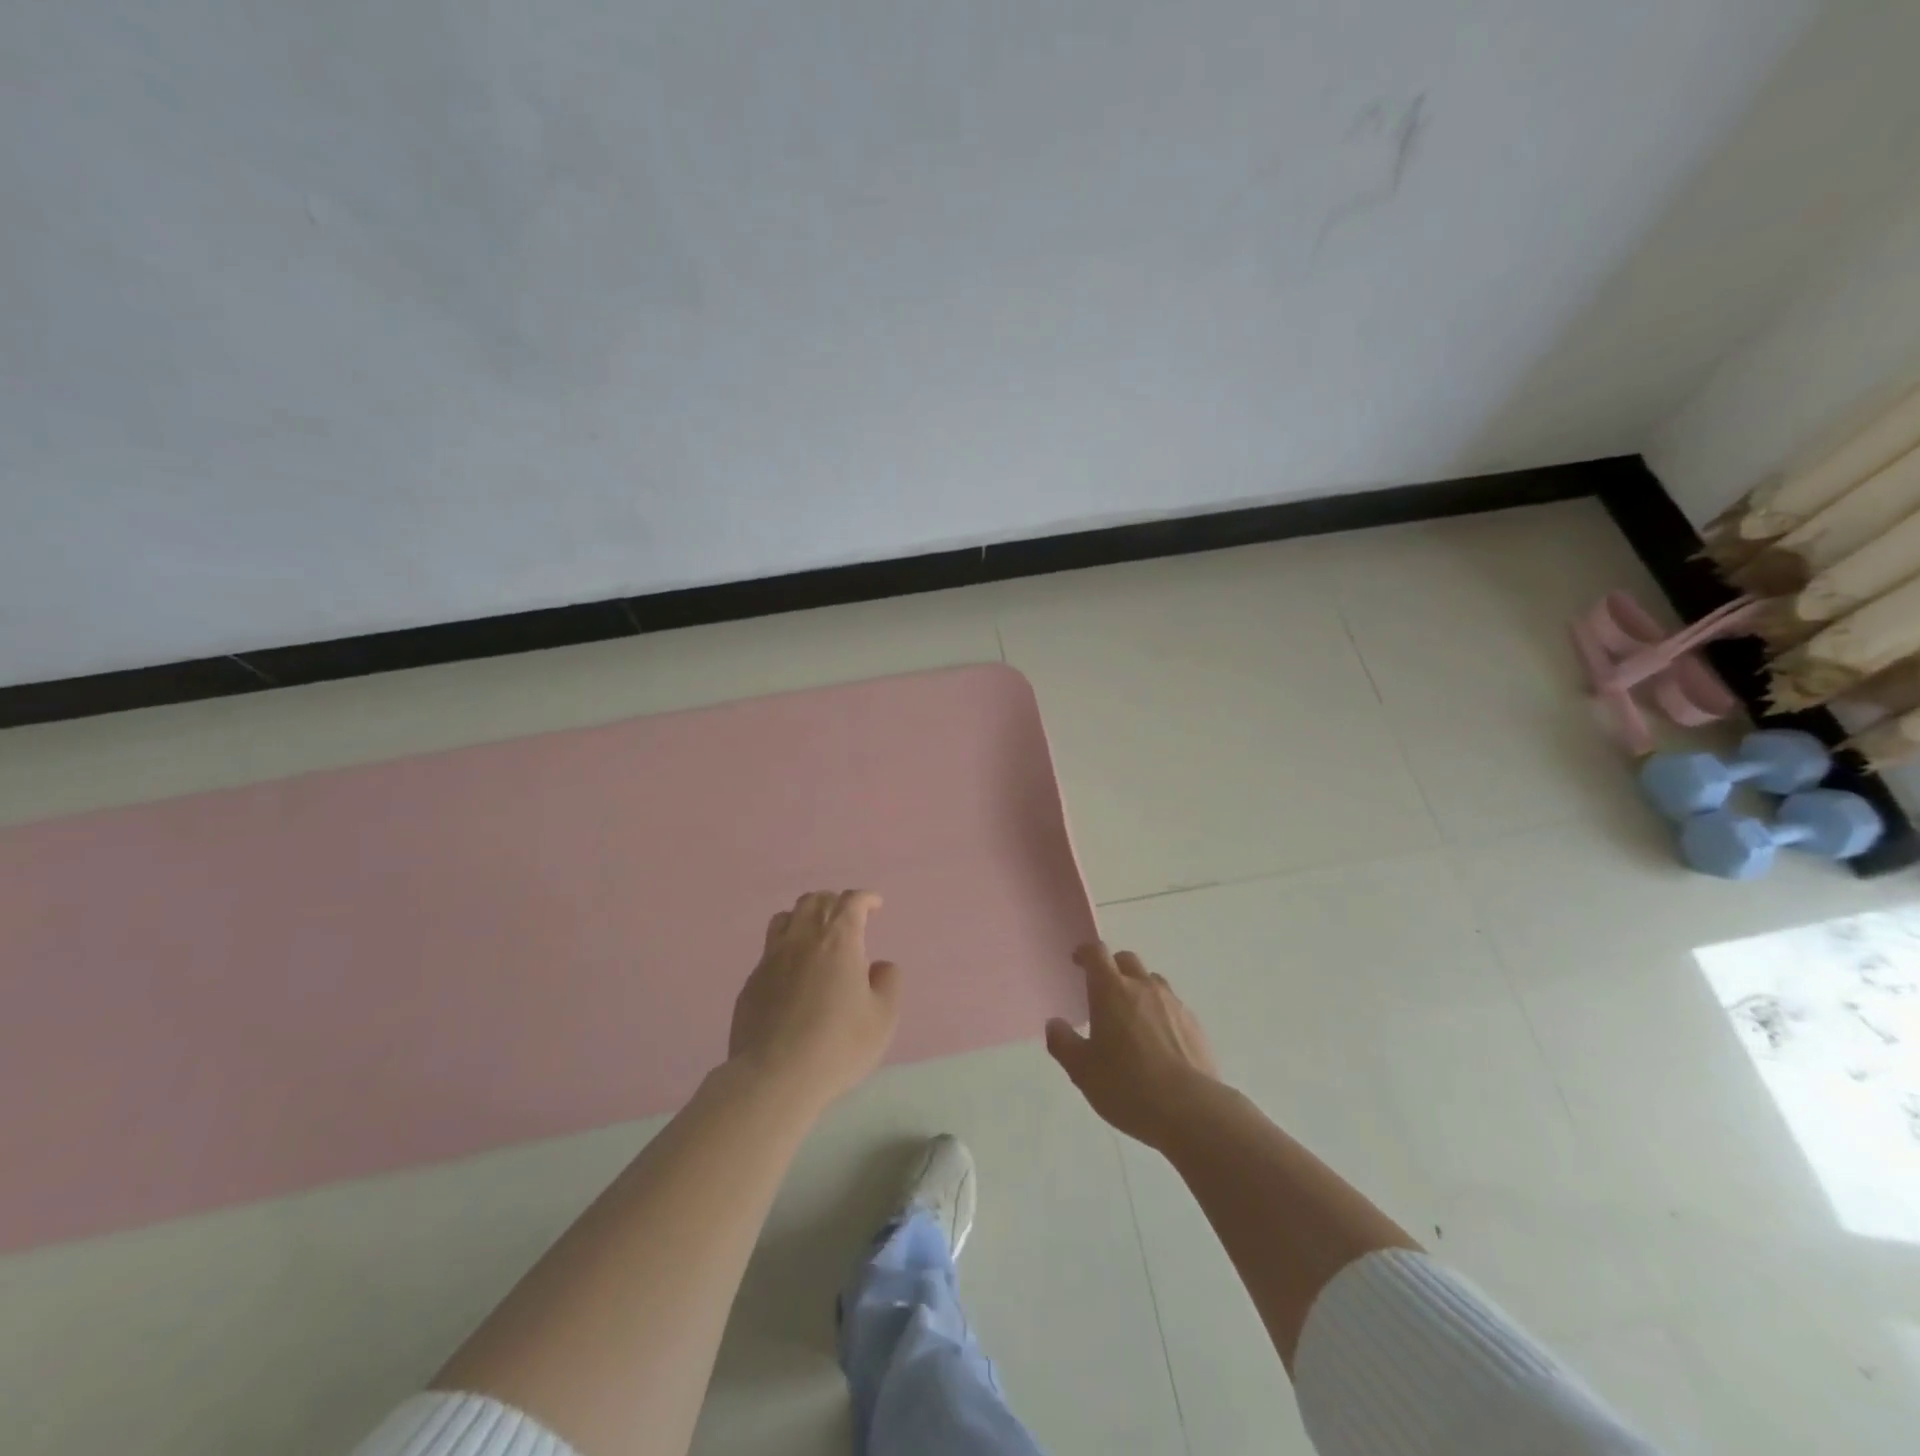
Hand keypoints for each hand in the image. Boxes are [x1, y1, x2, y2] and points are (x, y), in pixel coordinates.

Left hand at [728, 890, 901, 1114]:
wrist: (774, 1077)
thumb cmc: (838, 1045)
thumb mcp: (883, 1018)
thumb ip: (888, 983)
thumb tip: (879, 966)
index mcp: (839, 941)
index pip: (850, 902)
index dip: (865, 898)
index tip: (875, 904)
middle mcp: (802, 939)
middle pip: (815, 901)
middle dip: (834, 902)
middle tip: (846, 917)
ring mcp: (771, 959)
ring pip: (785, 918)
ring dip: (804, 916)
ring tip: (815, 933)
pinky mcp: (751, 982)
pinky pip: (769, 949)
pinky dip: (785, 947)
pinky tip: (792, 971)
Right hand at [1046, 942, 1219, 1149]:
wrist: (1190, 1110)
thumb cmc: (1127, 1085)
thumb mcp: (1082, 1070)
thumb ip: (1063, 1042)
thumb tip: (1055, 1024)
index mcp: (1111, 990)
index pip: (1096, 953)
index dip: (1085, 953)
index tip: (1078, 961)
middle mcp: (1143, 987)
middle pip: (1126, 960)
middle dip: (1113, 968)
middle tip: (1103, 992)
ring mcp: (1173, 1004)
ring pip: (1152, 982)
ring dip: (1139, 989)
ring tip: (1132, 1017)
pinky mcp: (1195, 1025)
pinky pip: (1172, 1007)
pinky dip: (1161, 1013)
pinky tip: (1158, 1042)